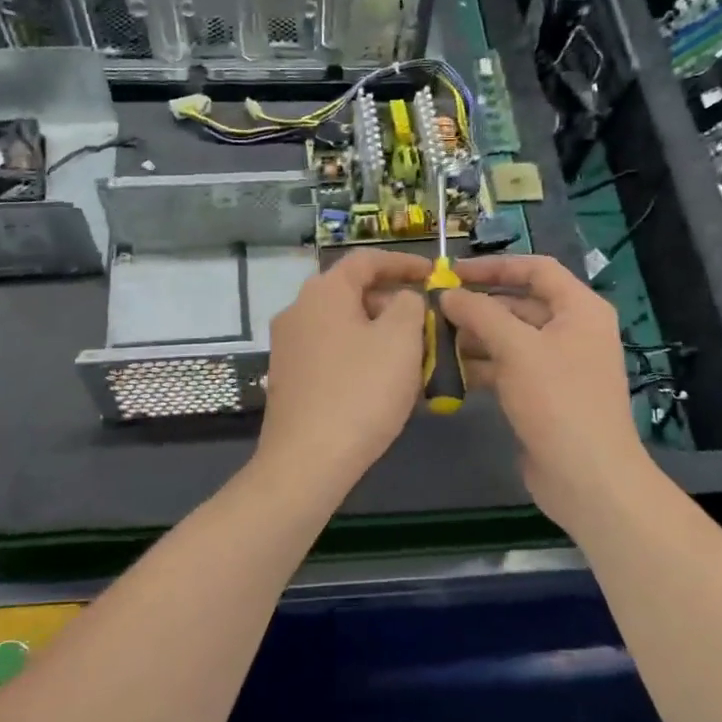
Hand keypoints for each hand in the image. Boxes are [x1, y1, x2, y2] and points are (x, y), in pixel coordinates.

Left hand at [255, 248, 431, 504]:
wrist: (307, 461)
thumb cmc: (360, 391)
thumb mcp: (401, 339)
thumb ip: (409, 305)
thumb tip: (403, 299)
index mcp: (323, 292)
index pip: (366, 260)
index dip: (404, 263)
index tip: (433, 274)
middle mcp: (298, 310)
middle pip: (352, 292)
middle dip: (393, 302)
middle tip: (426, 323)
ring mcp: (288, 346)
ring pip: (343, 325)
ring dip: (378, 332)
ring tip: (412, 355)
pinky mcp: (288, 378)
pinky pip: (331, 352)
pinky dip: (360, 354)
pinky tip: (381, 381)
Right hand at [440, 254, 654, 532]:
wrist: (587, 477)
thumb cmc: (558, 400)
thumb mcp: (516, 348)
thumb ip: (480, 314)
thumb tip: (447, 294)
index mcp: (579, 308)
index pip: (536, 269)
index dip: (494, 266)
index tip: (453, 272)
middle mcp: (572, 331)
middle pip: (520, 304)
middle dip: (478, 307)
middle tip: (434, 311)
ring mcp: (559, 365)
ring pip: (511, 339)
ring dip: (475, 338)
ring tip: (433, 341)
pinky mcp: (544, 395)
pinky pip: (509, 368)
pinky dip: (482, 367)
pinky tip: (449, 373)